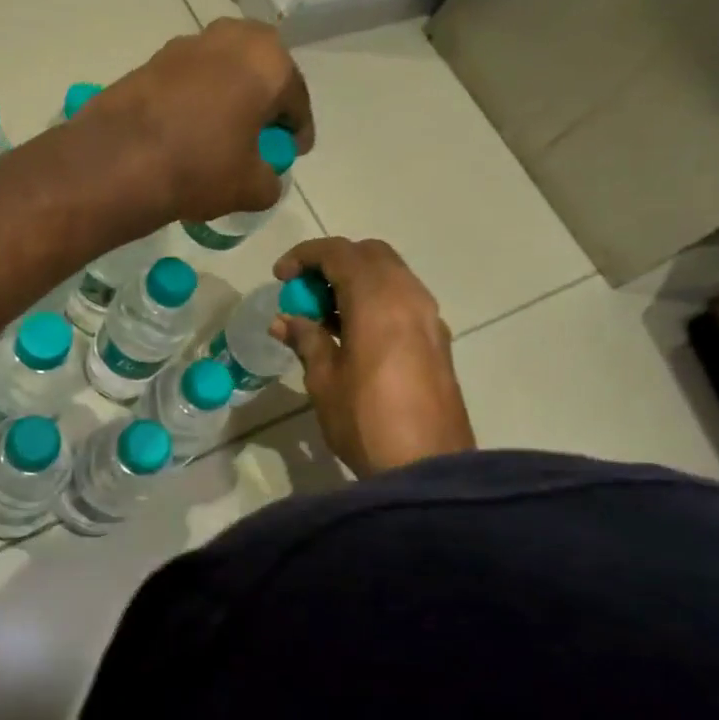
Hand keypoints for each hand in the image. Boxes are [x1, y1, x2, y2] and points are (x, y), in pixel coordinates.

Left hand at [88, 19, 313, 224]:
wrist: (118, 161)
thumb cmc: (201, 167)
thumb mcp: (251, 188)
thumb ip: (271, 181)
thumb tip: (265, 179)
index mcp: (268, 61)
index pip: (296, 100)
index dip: (297, 132)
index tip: (293, 153)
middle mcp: (231, 38)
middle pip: (260, 72)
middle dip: (264, 102)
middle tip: (260, 136)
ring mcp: (187, 44)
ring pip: (223, 71)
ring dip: (229, 96)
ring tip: (223, 134)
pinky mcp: (152, 59)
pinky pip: (189, 80)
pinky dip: (196, 100)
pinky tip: (189, 130)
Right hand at [272, 238, 473, 478]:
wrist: (428, 466)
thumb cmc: (366, 421)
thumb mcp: (324, 379)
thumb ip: (307, 339)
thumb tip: (285, 320)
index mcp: (377, 299)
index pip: (339, 253)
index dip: (304, 256)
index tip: (280, 277)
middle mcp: (409, 296)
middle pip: (370, 254)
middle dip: (333, 263)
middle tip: (305, 292)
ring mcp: (430, 317)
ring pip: (391, 275)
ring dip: (357, 281)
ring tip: (326, 315)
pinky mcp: (439, 340)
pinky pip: (404, 300)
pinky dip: (377, 300)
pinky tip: (355, 334)